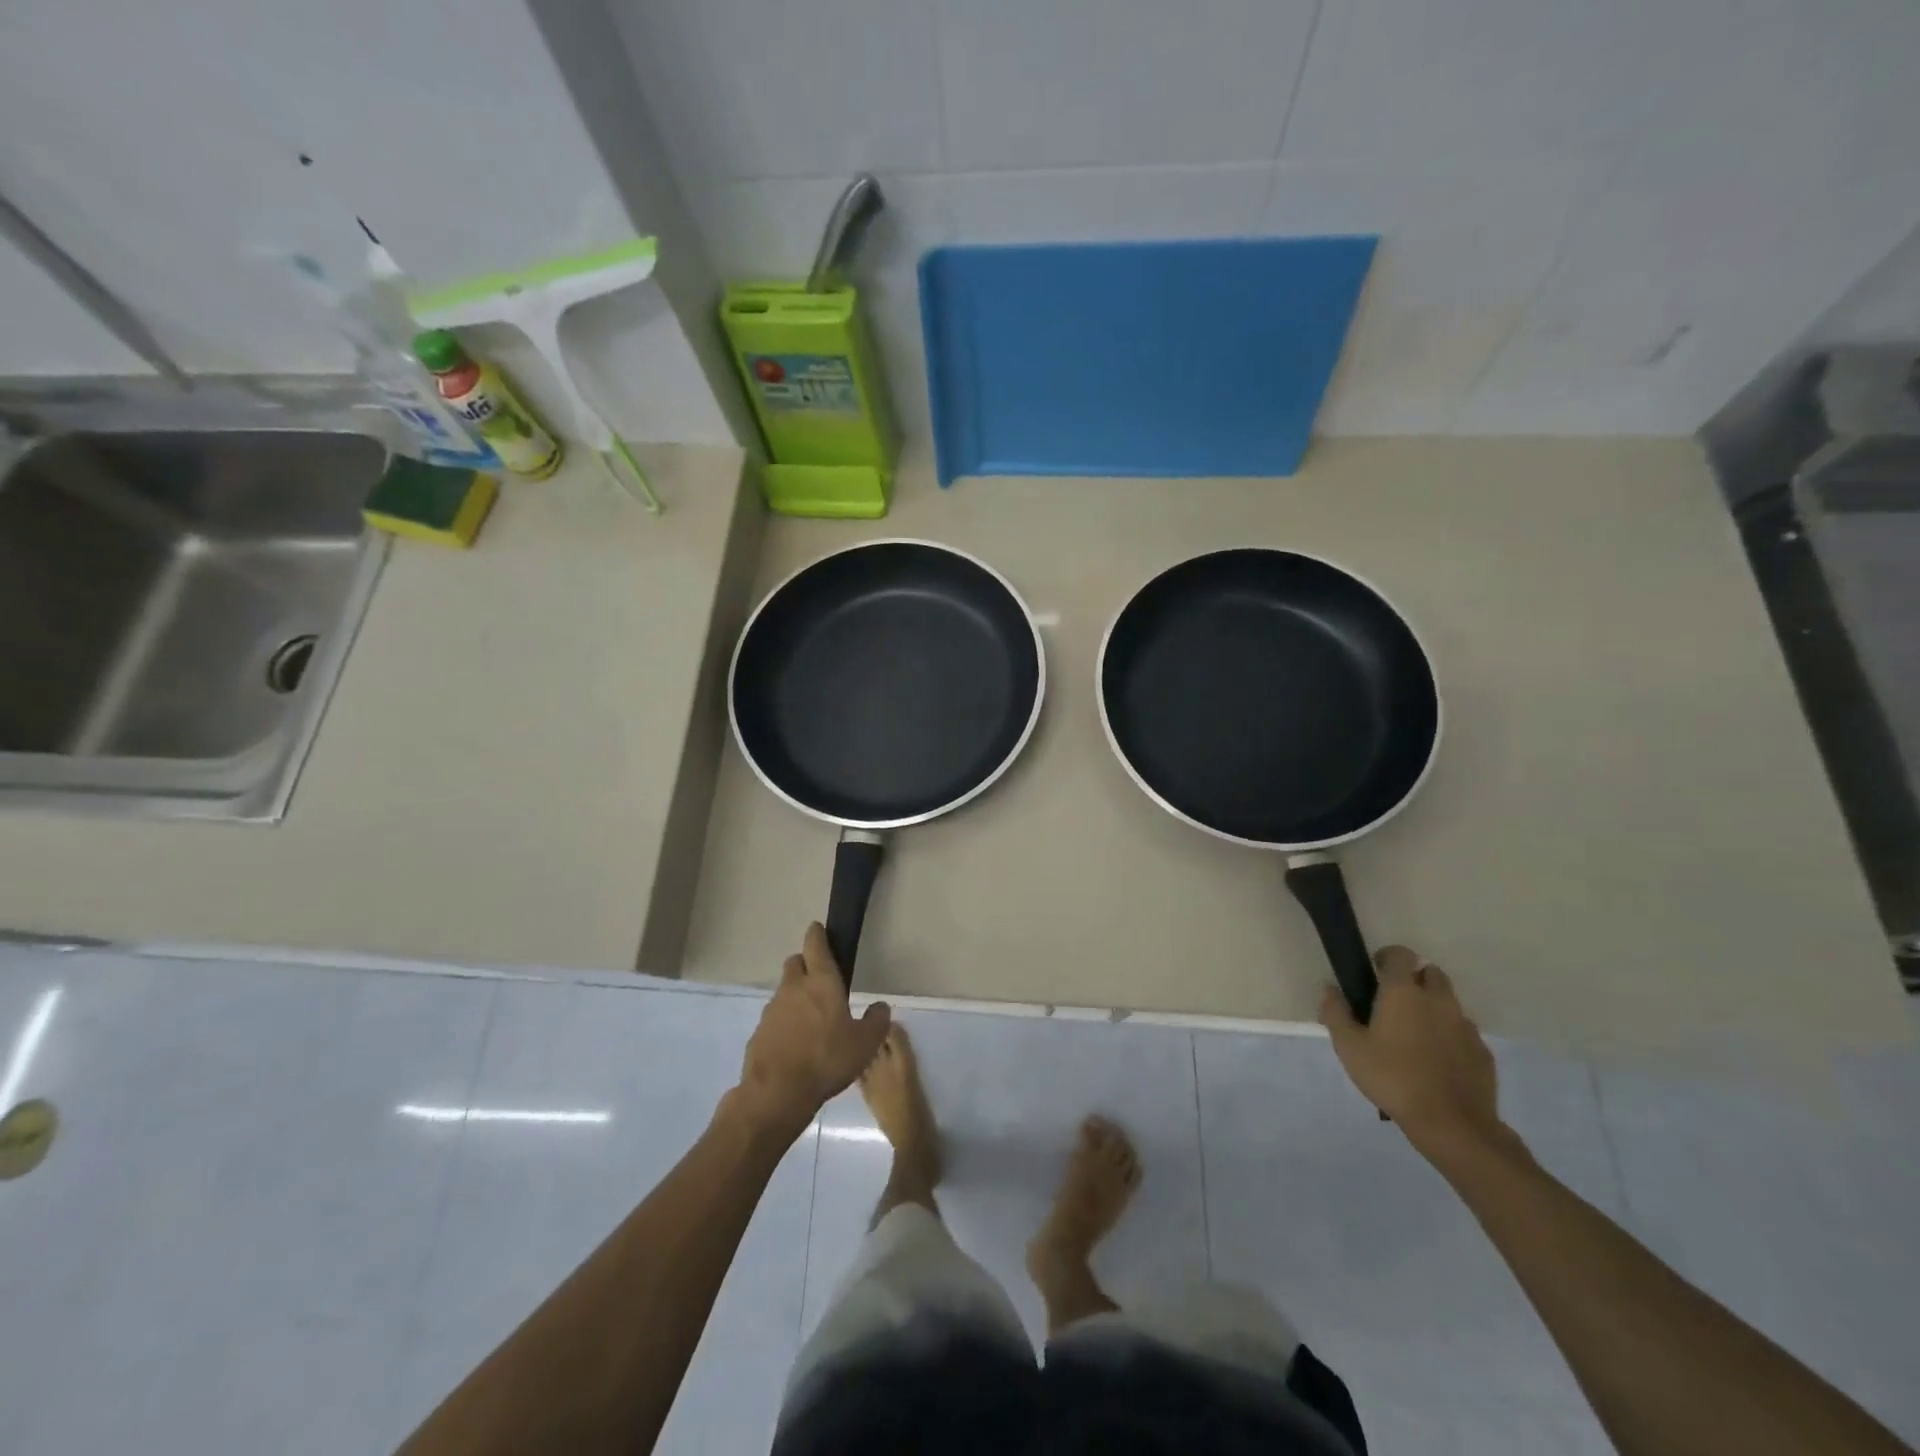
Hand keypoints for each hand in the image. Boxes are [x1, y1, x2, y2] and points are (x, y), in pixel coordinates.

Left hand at [730, 923, 890, 1143]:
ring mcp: (772, 1009)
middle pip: (795, 962)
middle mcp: (793, 988)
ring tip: (811, 1019)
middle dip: (806, 964)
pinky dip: (785, 1022)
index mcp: (820, 982)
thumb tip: (880, 1007)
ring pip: (785, 991)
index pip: (815, 944)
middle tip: (820, 980)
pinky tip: (796, 1043)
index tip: (819, 929)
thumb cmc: (827, 1060)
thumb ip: (876, 1021)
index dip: (818, 934)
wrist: (777, 1093)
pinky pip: (775, 1017)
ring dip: (795, 996)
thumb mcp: (865, 1043)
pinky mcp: (759, 1032)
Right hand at [1319, 945, 1503, 1156]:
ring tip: (1415, 1036)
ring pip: (1449, 1003)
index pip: (1400, 954)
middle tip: (1395, 1003)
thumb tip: (1330, 988)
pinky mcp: (1483, 1052)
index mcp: (1403, 992)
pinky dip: (1450, 1036)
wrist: (1452, 1124)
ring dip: (1433, 1008)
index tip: (1374, 972)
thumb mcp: (1349, 1047)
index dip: (1387, 957)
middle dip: (1414, 979)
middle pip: (1430, 973)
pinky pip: (1464, 1032)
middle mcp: (1438, 1000)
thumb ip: (1335, 1012)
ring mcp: (1465, 1026)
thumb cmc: (1392, 1077)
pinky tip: (1437, 1061)